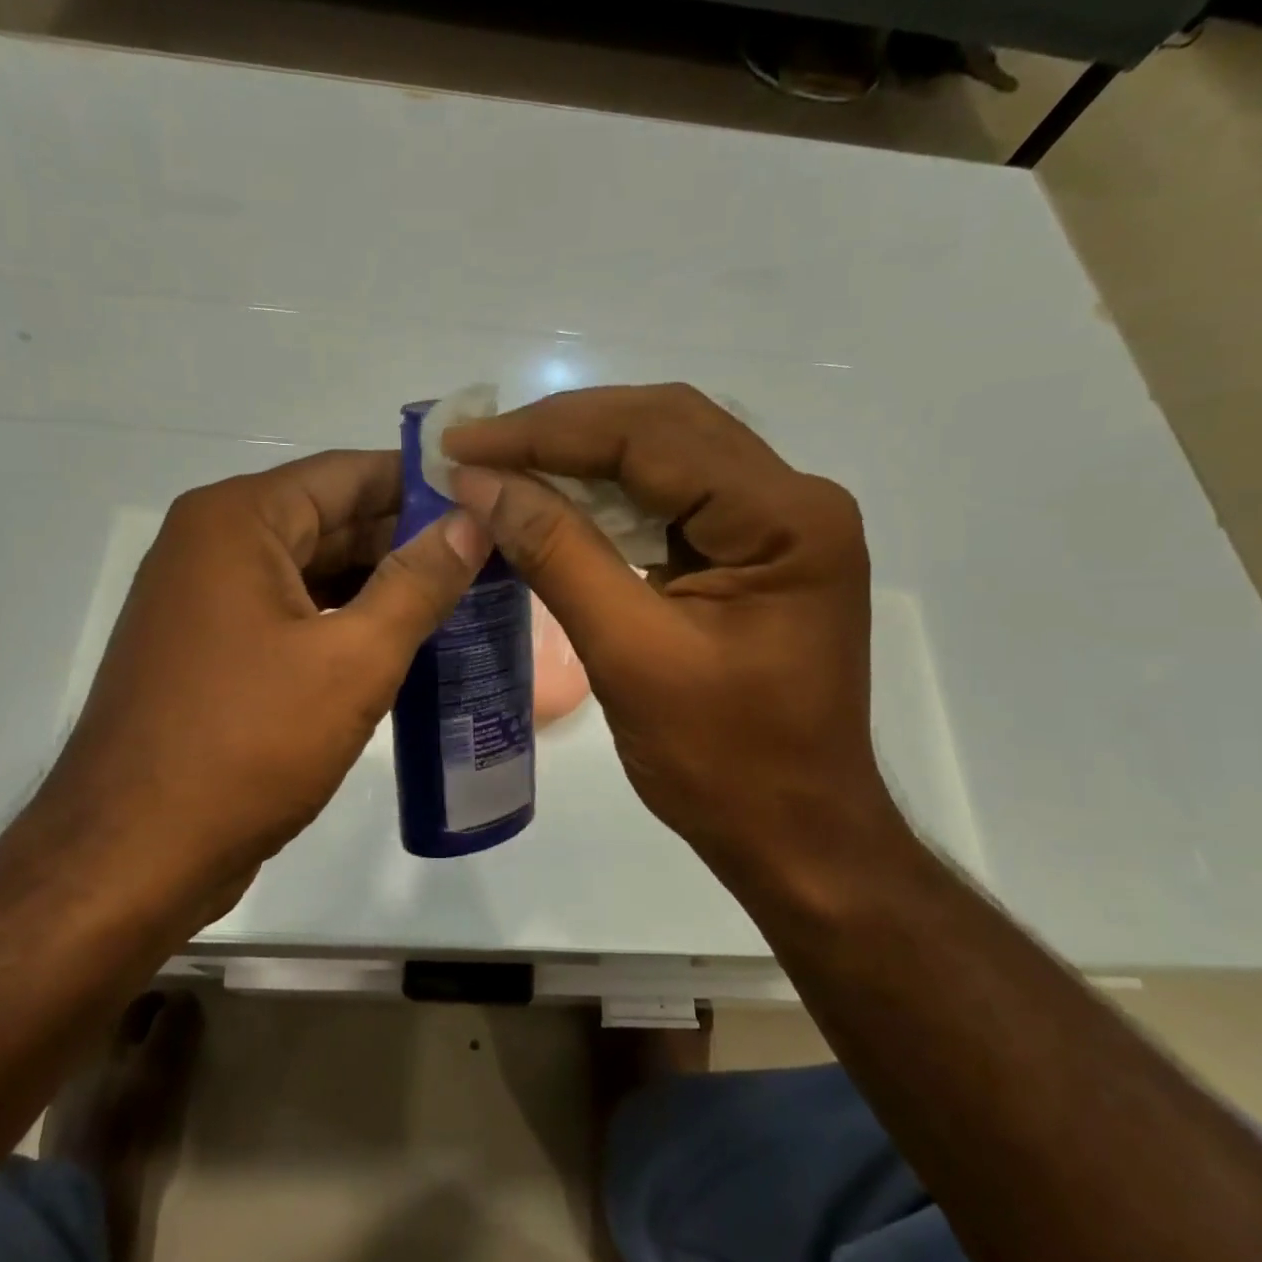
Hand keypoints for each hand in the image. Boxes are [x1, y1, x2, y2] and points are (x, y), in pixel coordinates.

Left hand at [35, 450, 488, 927]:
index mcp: (238, 521)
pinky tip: (403, 643)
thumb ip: (418, 583)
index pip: (349, 473)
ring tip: (464, 597)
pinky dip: (346, 623)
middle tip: (491, 556)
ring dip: (381, 585)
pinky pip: (293, 616)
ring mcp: (207, 602)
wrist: (134, 856)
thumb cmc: (247, 744)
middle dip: (409, 539)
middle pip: (331, 520)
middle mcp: (213, 545)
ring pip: (314, 572)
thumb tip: (471, 521)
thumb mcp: (352, 659)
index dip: (424, 484)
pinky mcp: (213, 653)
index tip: (490, 500)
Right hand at [444, 384, 902, 892]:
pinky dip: (607, 498)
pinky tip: (555, 504)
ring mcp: (777, 525)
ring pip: (667, 456)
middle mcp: (793, 500)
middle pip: (665, 427)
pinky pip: (672, 500)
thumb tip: (480, 482)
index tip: (465, 443)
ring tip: (503, 467)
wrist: (796, 834)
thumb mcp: (630, 655)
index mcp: (784, 518)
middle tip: (478, 449)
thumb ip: (558, 555)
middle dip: (563, 432)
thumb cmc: (724, 762)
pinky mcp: (754, 553)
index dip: (548, 433)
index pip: (653, 435)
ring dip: (582, 458)